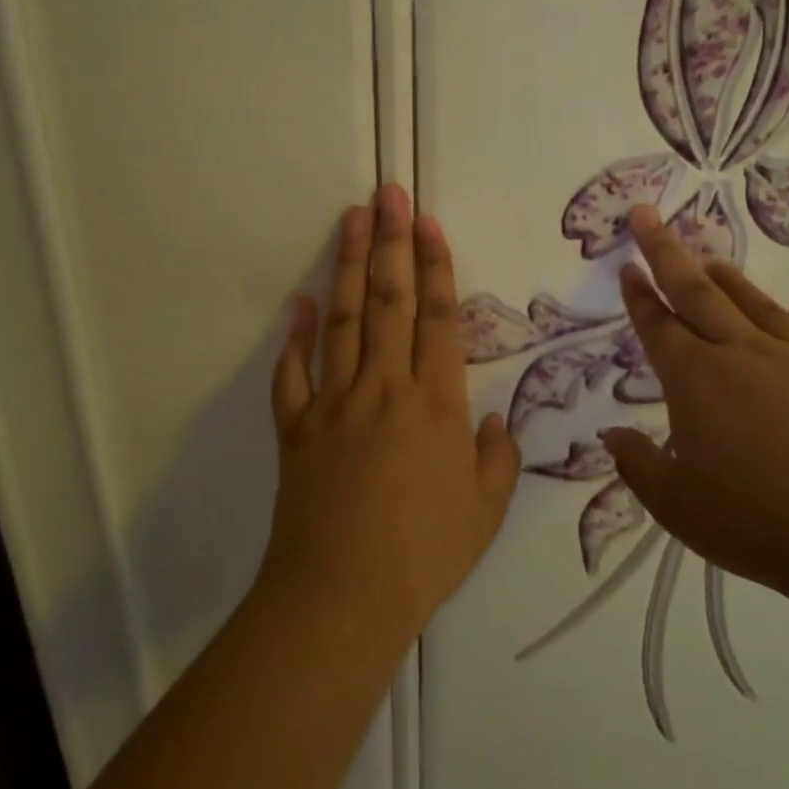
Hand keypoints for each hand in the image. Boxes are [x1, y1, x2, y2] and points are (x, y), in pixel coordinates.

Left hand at [263, 185, 520, 646]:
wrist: (342, 595)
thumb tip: (492, 423)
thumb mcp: (485, 511)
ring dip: (346, 266)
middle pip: (389, 301)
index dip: (436, 266)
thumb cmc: (424, 554)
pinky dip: (294, 336)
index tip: (427, 223)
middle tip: (389, 193)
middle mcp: (384, 387)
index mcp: (435, 402)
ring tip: (351, 218)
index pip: (439, 318)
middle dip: (391, 242)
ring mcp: (334, 402)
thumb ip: (496, 458)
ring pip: (342, 320)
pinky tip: (297, 302)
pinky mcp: (296, 427)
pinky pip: (292, 373)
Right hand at [601, 205, 788, 604]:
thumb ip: (637, 465)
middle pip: (698, 293)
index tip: (627, 264)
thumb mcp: (677, 505)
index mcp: (697, 380)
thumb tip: (611, 433)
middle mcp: (746, 355)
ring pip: (757, 307)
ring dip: (730, 281)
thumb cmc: (761, 523)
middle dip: (667, 252)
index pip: (658, 325)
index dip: (638, 294)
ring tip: (713, 261)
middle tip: (649, 216)